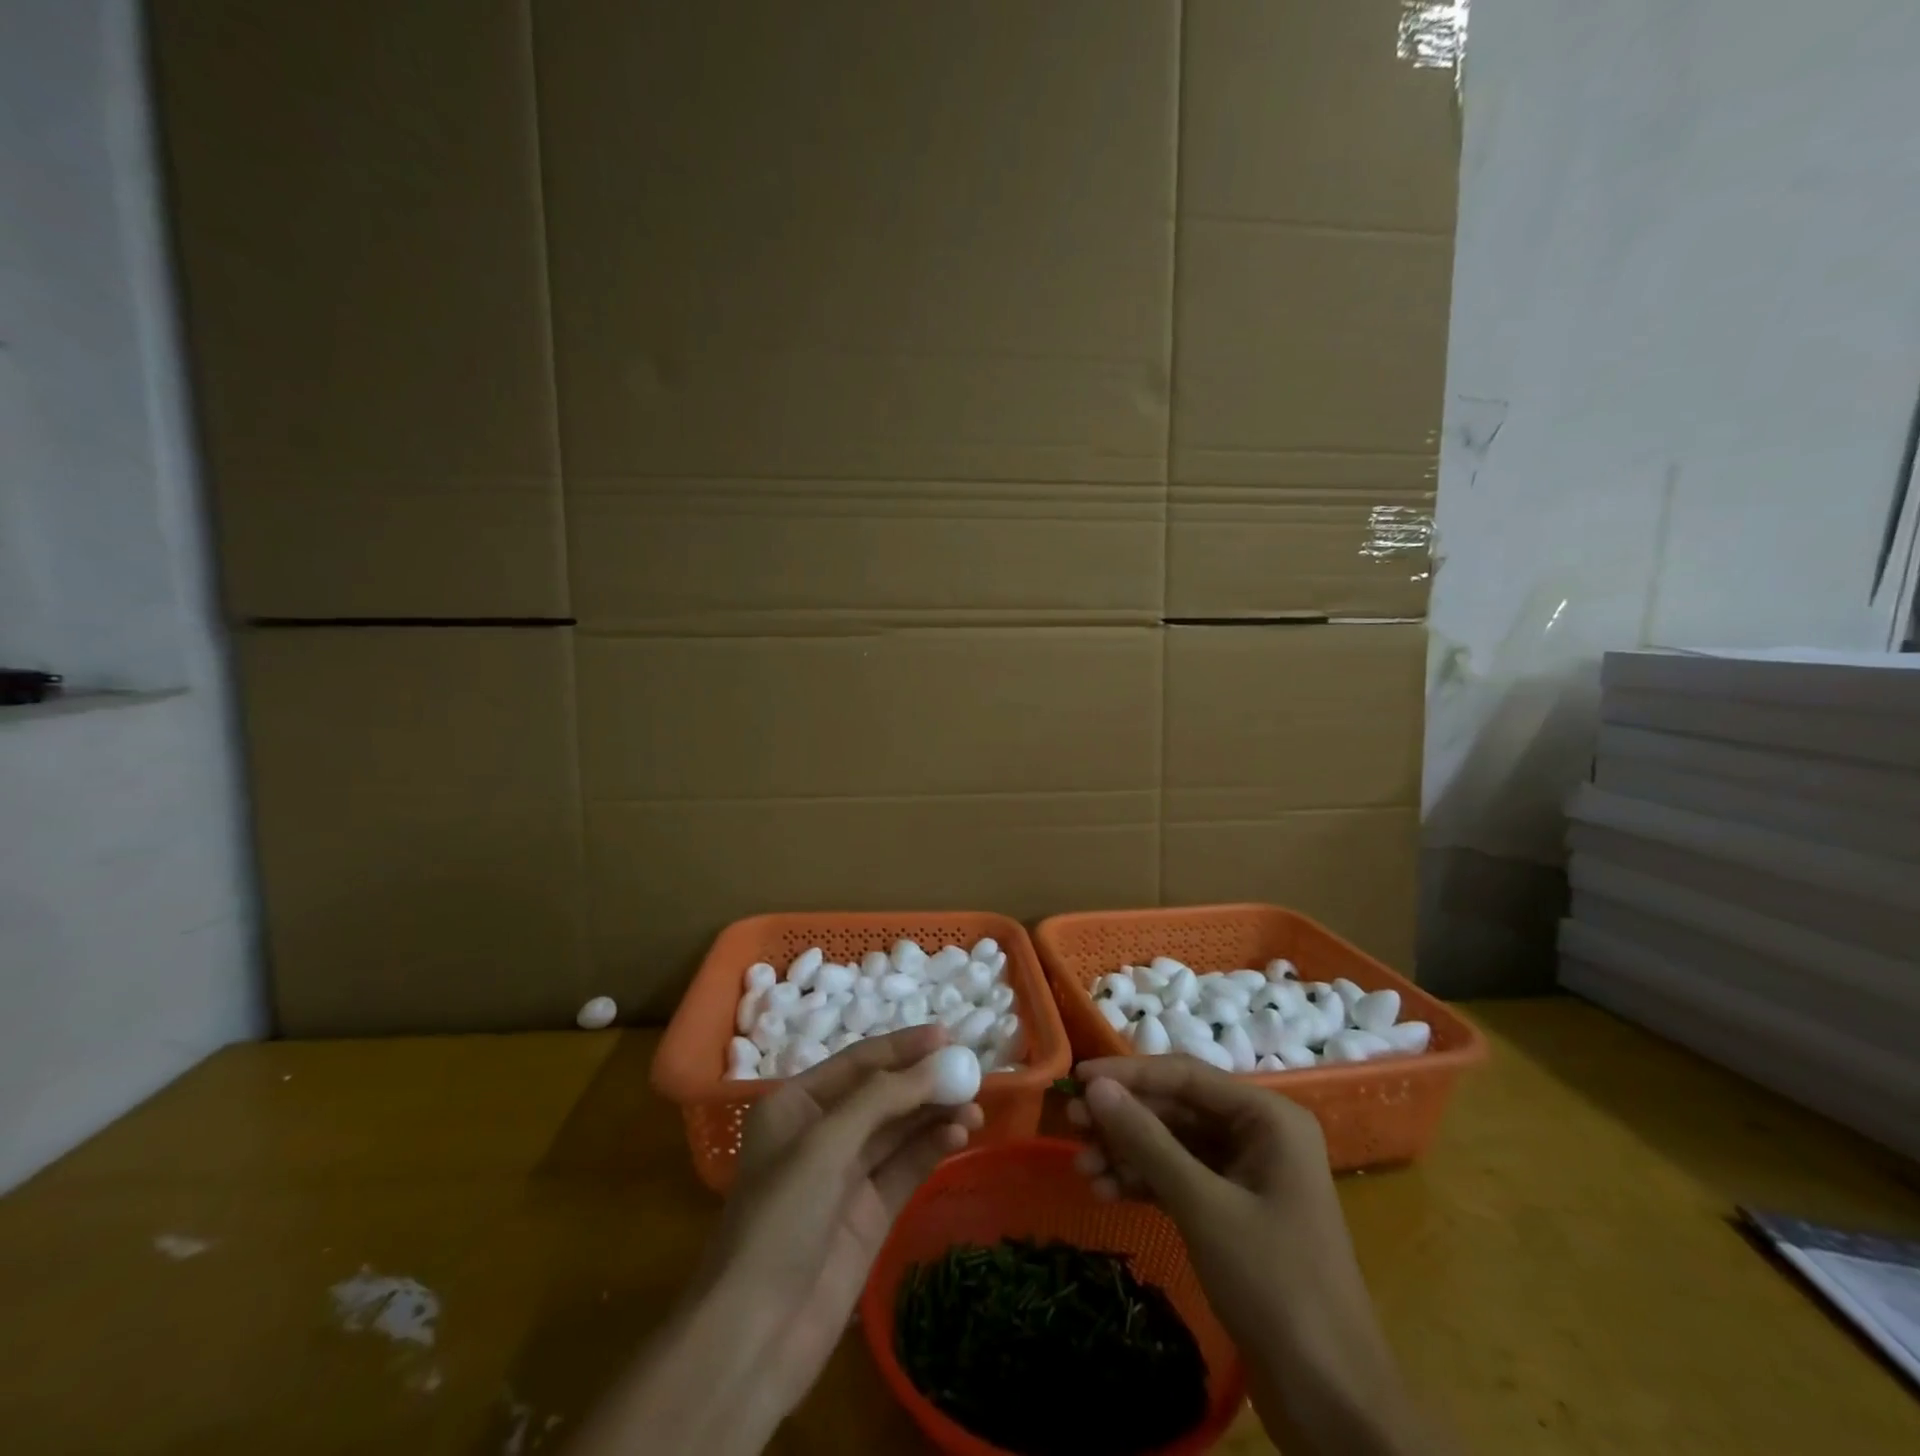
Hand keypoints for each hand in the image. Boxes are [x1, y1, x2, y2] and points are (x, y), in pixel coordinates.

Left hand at [706, 1025, 982, 1411]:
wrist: (755, 1335)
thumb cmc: (780, 1219)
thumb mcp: (825, 1144)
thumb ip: (882, 1098)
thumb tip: (937, 1062)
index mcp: (796, 1105)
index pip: (858, 1062)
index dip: (903, 1047)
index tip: (948, 1036)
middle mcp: (822, 1132)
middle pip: (883, 1094)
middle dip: (924, 1081)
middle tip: (970, 1071)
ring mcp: (848, 1175)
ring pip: (900, 1130)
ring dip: (935, 1113)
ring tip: (974, 1105)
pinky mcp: (870, 1213)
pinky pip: (907, 1167)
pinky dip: (933, 1147)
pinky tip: (960, 1134)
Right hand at [1067, 1056, 1444, 1455]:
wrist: (1333, 1403)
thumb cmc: (1275, 1285)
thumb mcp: (1203, 1206)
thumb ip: (1147, 1141)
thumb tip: (1095, 1088)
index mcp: (1268, 1118)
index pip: (1186, 1076)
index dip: (1129, 1074)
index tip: (1077, 1080)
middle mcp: (1259, 1135)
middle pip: (1177, 1109)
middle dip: (1125, 1119)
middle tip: (1072, 1126)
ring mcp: (1247, 1176)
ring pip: (1174, 1145)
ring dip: (1128, 1154)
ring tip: (1083, 1169)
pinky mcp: (1234, 1214)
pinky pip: (1180, 1180)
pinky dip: (1144, 1183)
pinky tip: (1107, 1193)